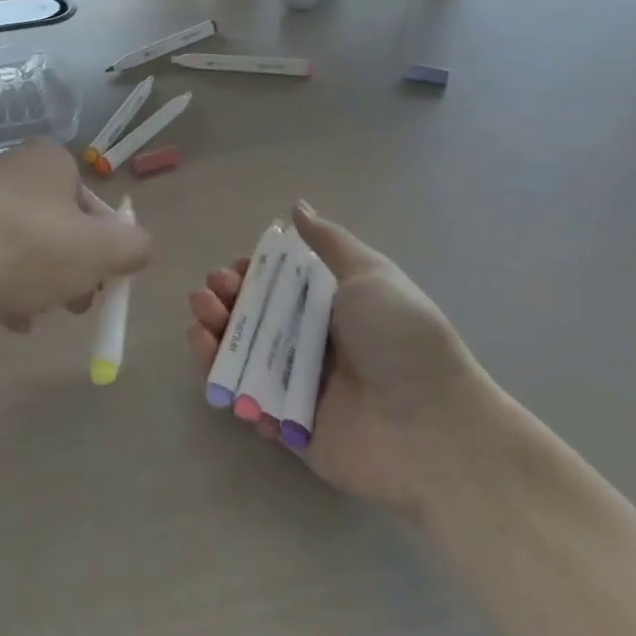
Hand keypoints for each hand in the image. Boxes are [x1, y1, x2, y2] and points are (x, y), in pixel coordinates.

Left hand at [0, 139, 151, 328]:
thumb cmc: (29, 248)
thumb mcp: (100, 251)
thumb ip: (134, 247)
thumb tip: (140, 247)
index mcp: (49, 160)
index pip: (92, 202)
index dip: (104, 245)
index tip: (102, 281)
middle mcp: (11, 168)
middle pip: (58, 226)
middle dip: (71, 269)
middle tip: (75, 305)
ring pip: (23, 246)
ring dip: (38, 283)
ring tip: (35, 316)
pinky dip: (3, 284)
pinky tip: (6, 317)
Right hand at [186, 203, 487, 511]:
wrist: (434, 429)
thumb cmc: (401, 340)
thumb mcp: (370, 276)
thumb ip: (329, 243)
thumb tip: (298, 207)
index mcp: (330, 307)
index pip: (276, 285)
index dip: (247, 275)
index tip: (233, 272)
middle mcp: (311, 343)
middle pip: (252, 318)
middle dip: (222, 302)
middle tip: (211, 298)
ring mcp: (299, 386)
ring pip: (243, 357)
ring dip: (214, 338)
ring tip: (200, 326)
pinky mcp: (291, 427)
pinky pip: (249, 403)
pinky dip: (227, 385)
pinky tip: (214, 365)